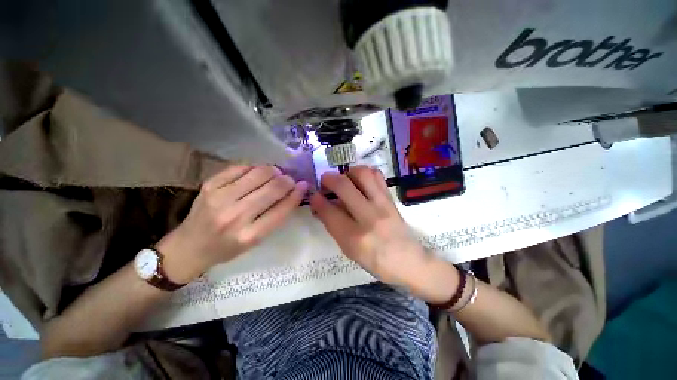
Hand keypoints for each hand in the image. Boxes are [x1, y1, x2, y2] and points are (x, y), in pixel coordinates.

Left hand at [158, 165, 307, 282]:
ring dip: (274, 171)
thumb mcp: (256, 240)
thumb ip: (275, 216)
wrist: (189, 247)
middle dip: (288, 180)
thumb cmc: (228, 248)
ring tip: (276, 174)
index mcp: (250, 235)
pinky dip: (254, 168)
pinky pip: (240, 167)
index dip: (297, 194)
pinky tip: (257, 173)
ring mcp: (220, 198)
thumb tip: (293, 191)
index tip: (304, 185)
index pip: (282, 209)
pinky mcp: (209, 185)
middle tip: (290, 180)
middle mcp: (235, 216)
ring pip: (259, 173)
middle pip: (273, 188)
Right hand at [310, 166, 457, 301]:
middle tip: (325, 182)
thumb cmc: (374, 260)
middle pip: (343, 186)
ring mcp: (382, 204)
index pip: (329, 211)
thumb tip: (321, 204)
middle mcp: (368, 217)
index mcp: (354, 237)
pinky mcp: (391, 198)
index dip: (317, 199)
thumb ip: (333, 225)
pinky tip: (360, 181)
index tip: (314, 195)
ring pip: (362, 173)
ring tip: (344, 180)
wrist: (407, 260)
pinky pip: (377, 175)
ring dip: (348, 172)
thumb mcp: (348, 249)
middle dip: (328, 179)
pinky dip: (365, 173)